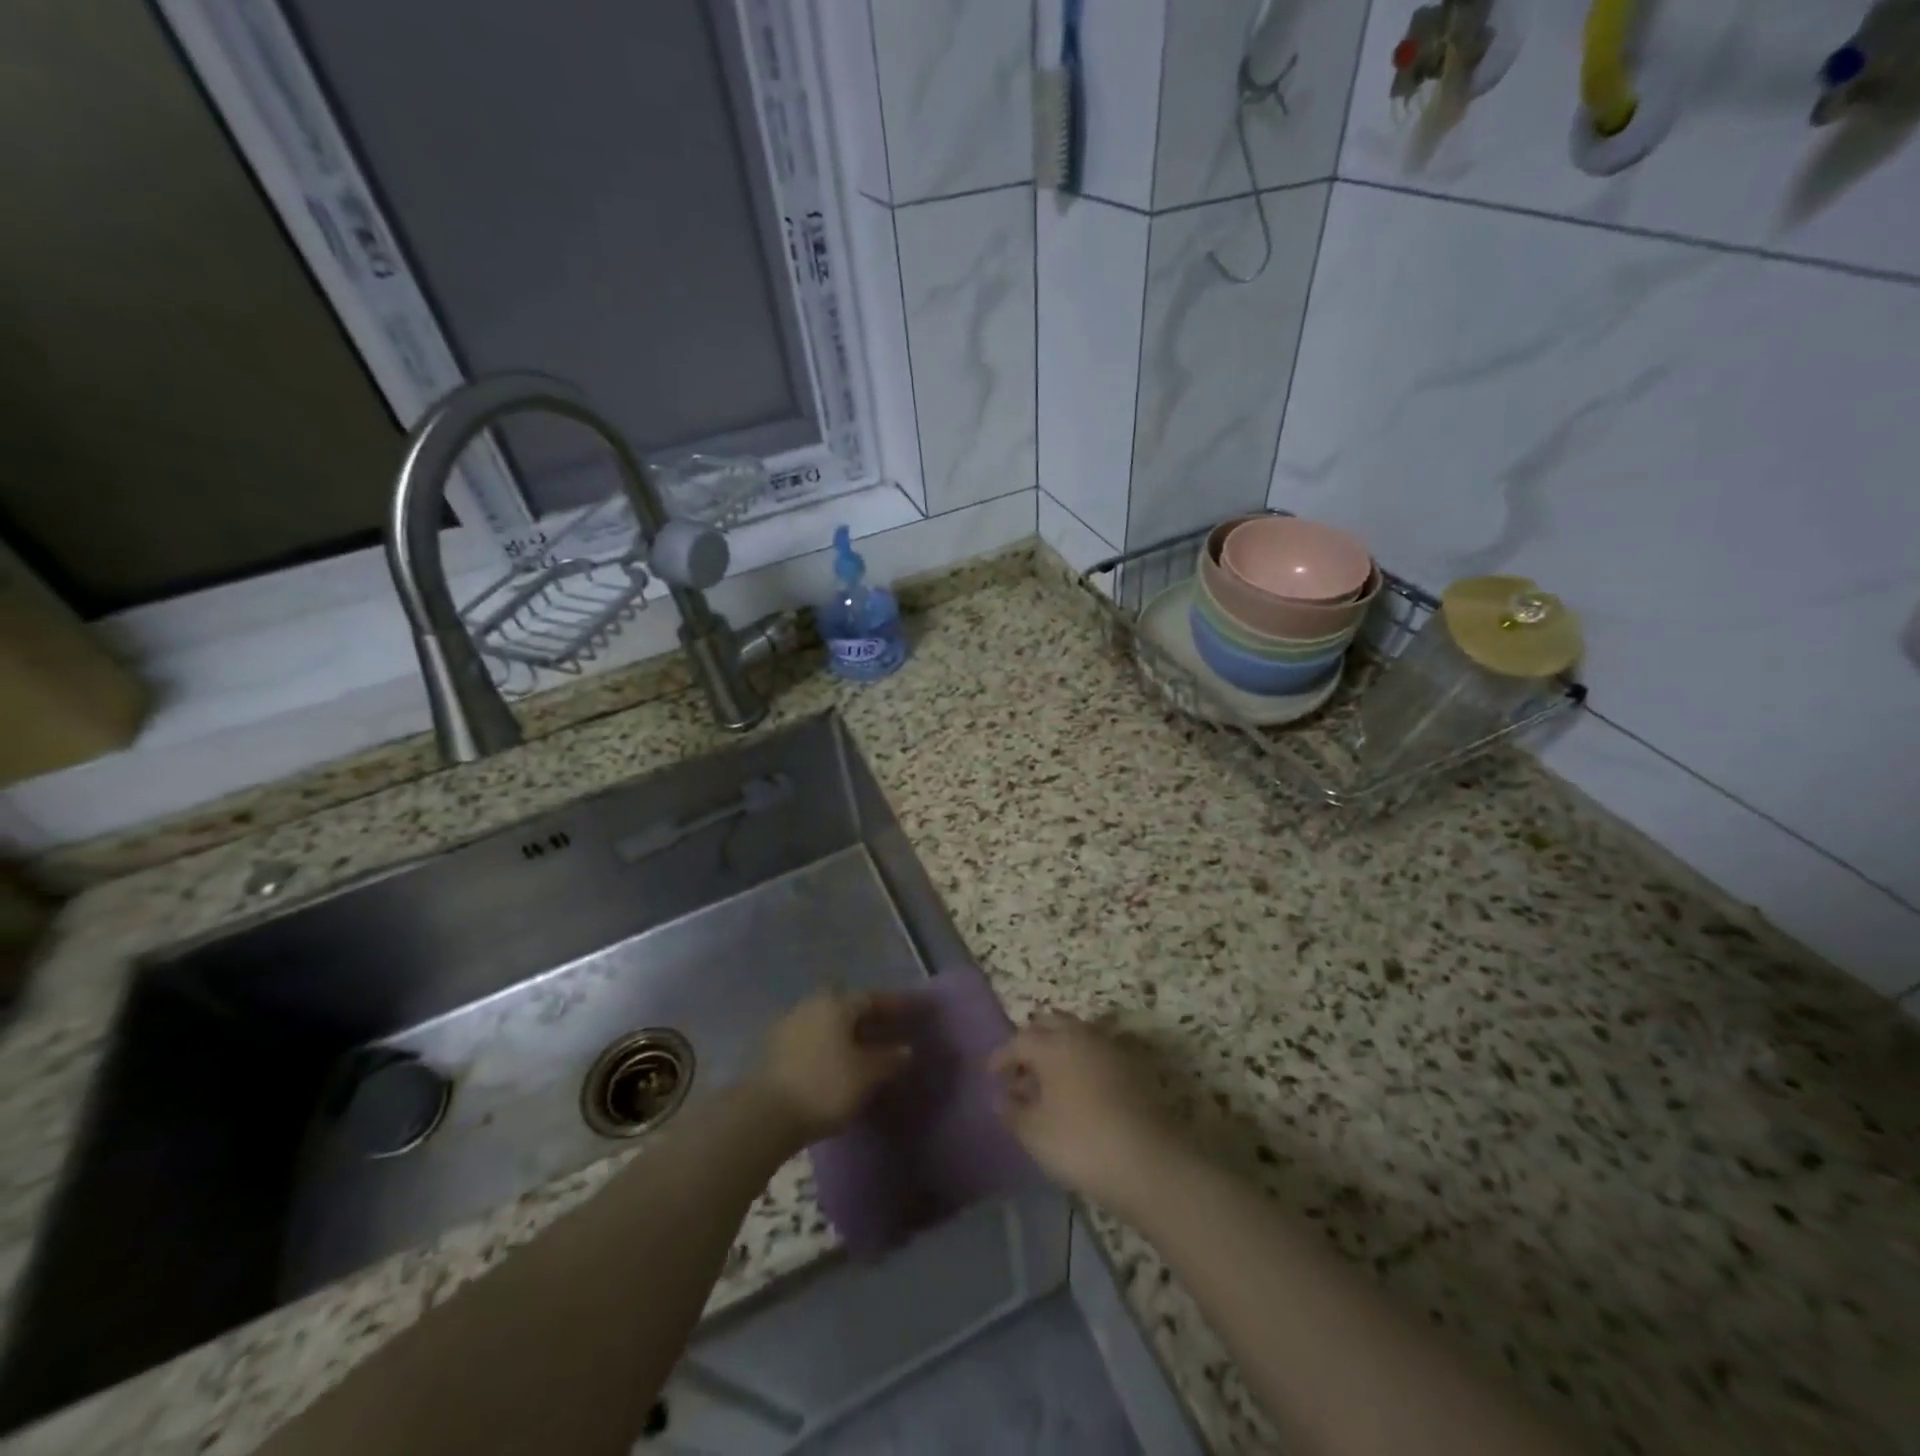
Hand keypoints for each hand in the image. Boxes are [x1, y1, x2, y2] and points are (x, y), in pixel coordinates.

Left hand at [752, 990, 912, 1147]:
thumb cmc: (824, 1086)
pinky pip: (812, 1039)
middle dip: (868, 1018)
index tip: (912, 1012)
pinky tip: (837, 1064)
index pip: (871, 998)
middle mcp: (812, 1004)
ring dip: (846, 1033)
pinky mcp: (774, 1048)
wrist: (764, 1115)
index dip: (894, 1005)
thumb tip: (906, 1049)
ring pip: (828, 1022)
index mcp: (836, 1003)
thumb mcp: (866, 1075)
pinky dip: (828, 1046)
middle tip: (887, 1031)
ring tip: (864, 1050)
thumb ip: (889, 1059)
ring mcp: (789, 1024)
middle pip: (847, 1006)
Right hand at [988, 1011, 1180, 1213]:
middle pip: (1050, 1024)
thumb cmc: (1080, 1143)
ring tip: (1049, 1080)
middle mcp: (1081, 1035)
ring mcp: (1111, 1047)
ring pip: (1077, 1034)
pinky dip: (1082, 1060)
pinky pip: (1097, 1051)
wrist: (1148, 1161)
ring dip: (1058, 1048)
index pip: (1019, 1040)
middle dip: (1031, 1041)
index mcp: (1053, 1045)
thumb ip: (1012, 1111)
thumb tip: (1001, 1097)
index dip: (1001, 1056)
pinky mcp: (1133, 1066)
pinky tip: (1079, 1088)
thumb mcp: (1034, 1133)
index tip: (990, 1074)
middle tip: (1021, 1069)